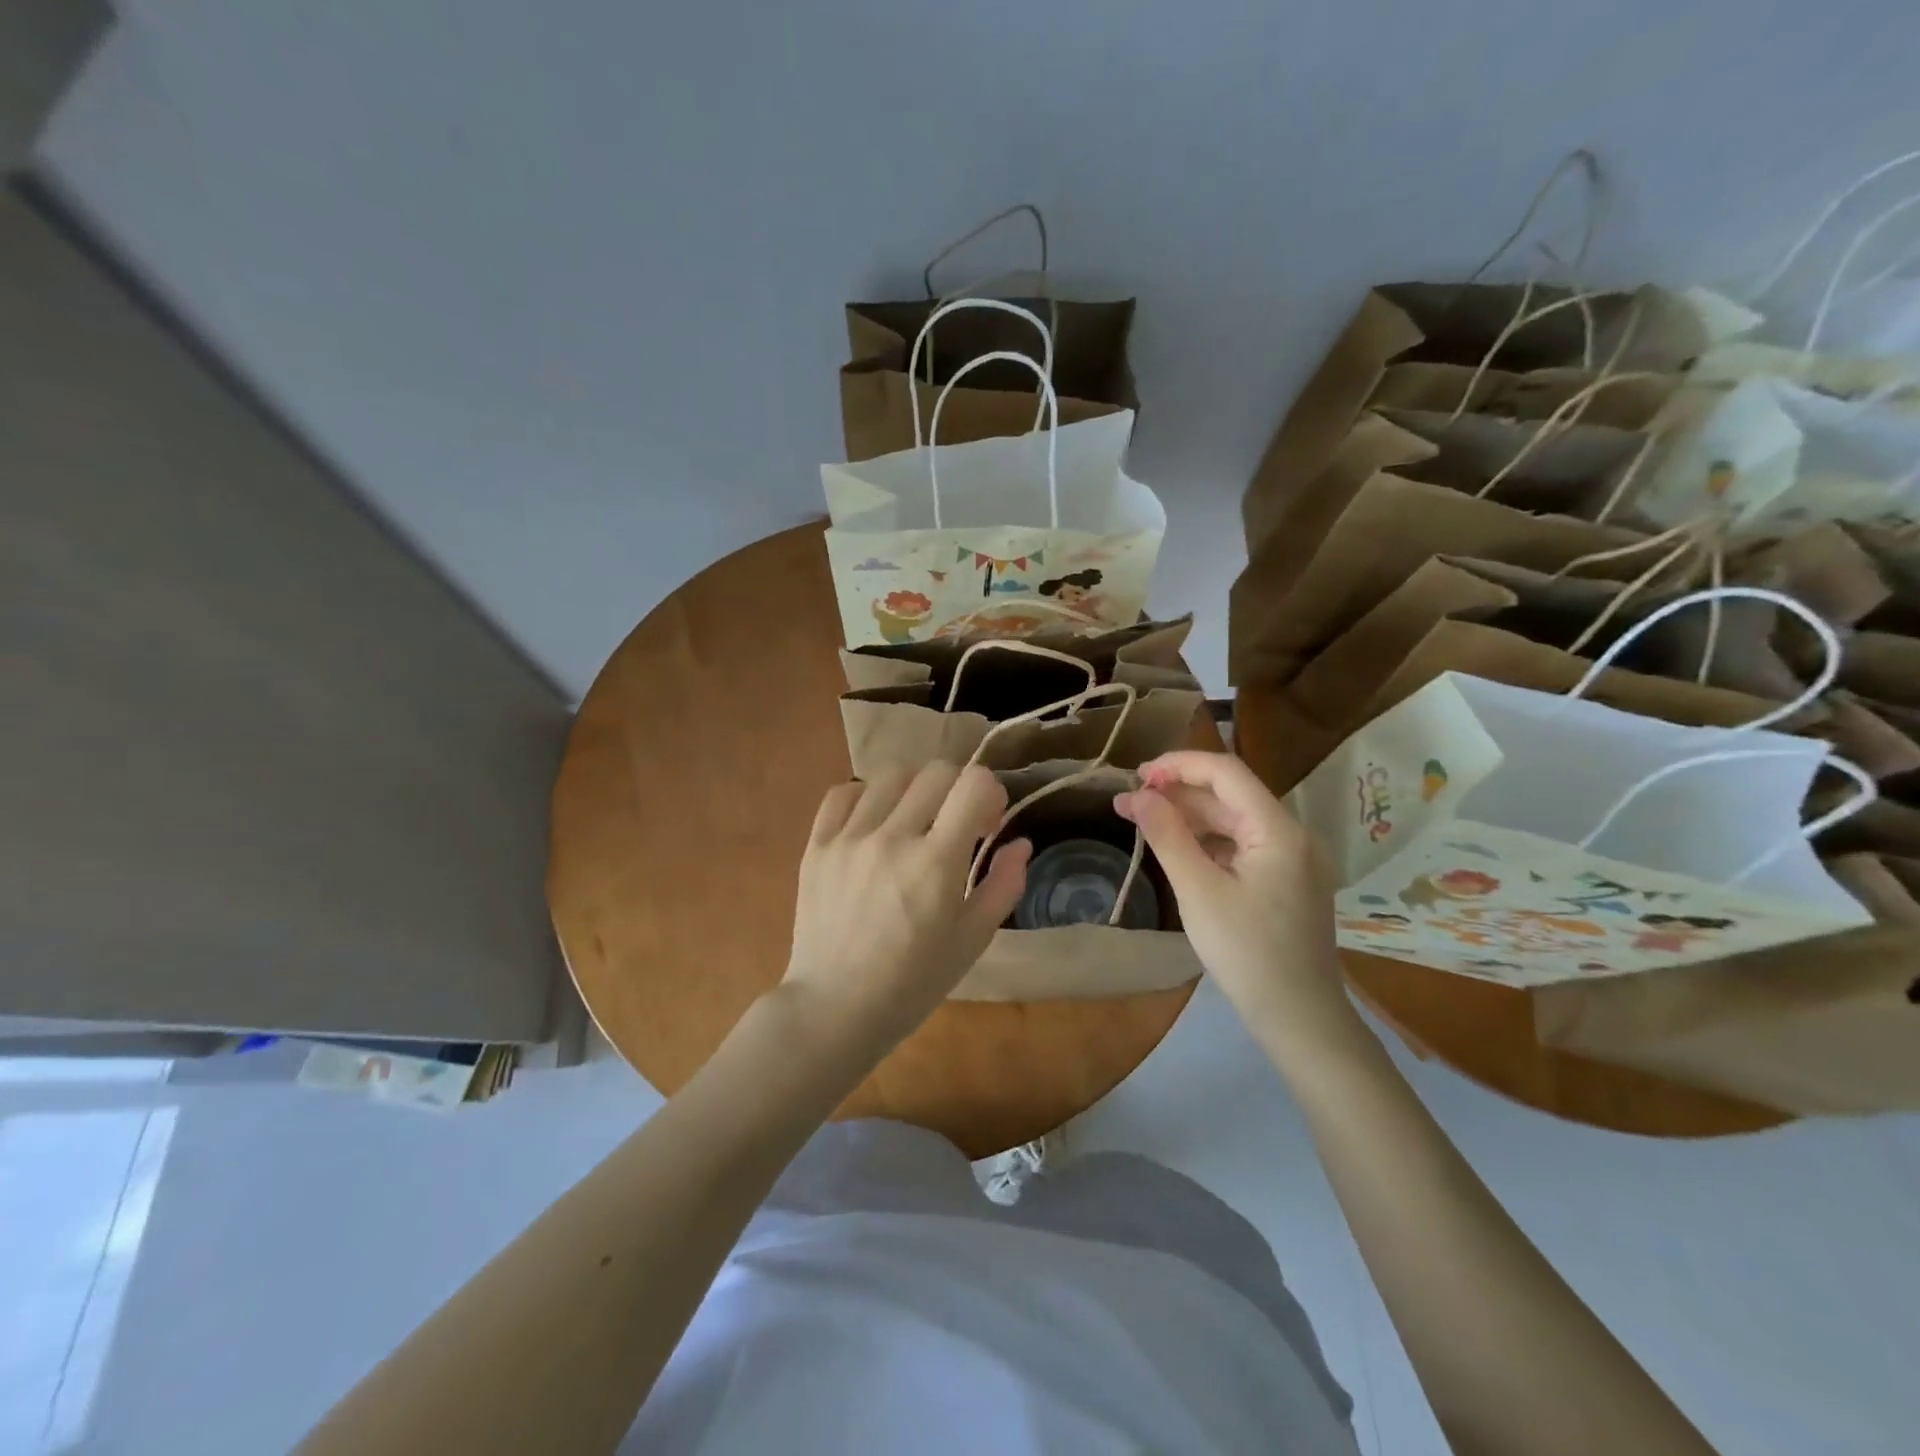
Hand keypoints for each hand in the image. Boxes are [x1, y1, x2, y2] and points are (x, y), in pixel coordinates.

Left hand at [781, 763, 1030, 1053]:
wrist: (835, 1009)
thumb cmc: (913, 983)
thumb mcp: (972, 941)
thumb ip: (1003, 885)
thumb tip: (1021, 842)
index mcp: (935, 864)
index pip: (973, 784)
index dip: (990, 792)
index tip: (987, 820)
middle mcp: (891, 839)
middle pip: (935, 772)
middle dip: (957, 789)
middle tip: (956, 824)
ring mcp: (848, 839)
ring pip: (890, 776)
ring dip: (914, 791)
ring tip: (913, 823)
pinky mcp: (816, 846)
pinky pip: (842, 793)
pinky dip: (865, 797)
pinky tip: (874, 823)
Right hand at [1115, 751, 1350, 1034]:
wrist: (1299, 1019)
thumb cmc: (1247, 953)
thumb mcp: (1198, 891)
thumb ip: (1168, 835)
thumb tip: (1138, 795)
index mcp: (1277, 830)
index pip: (1226, 772)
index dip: (1179, 765)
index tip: (1137, 776)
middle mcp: (1290, 835)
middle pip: (1229, 795)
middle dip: (1177, 793)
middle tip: (1127, 803)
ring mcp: (1291, 860)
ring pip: (1233, 821)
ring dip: (1188, 817)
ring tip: (1141, 821)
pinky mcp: (1284, 882)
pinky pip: (1241, 847)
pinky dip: (1206, 842)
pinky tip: (1176, 849)